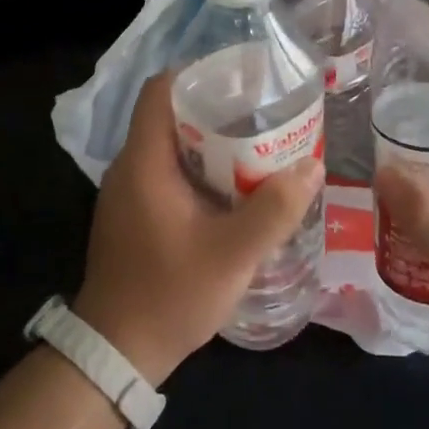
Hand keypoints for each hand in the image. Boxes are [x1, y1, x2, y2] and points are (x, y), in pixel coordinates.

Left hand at [73, 72, 323, 385]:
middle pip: (170, 114)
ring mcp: (128, 192)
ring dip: (211, 142)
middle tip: (264, 114)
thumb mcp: (232, 255)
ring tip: (257, 145)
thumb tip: (312, 166)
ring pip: (171, 145)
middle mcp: (130, 167)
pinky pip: (168, 172)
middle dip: (217, 109)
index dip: (199, 74)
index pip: (161, 90)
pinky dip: (200, 169)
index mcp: (144, 161)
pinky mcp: (134, 213)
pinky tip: (234, 188)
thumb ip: (274, 210)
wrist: (116, 353)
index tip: (242, 80)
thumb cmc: (169, 295)